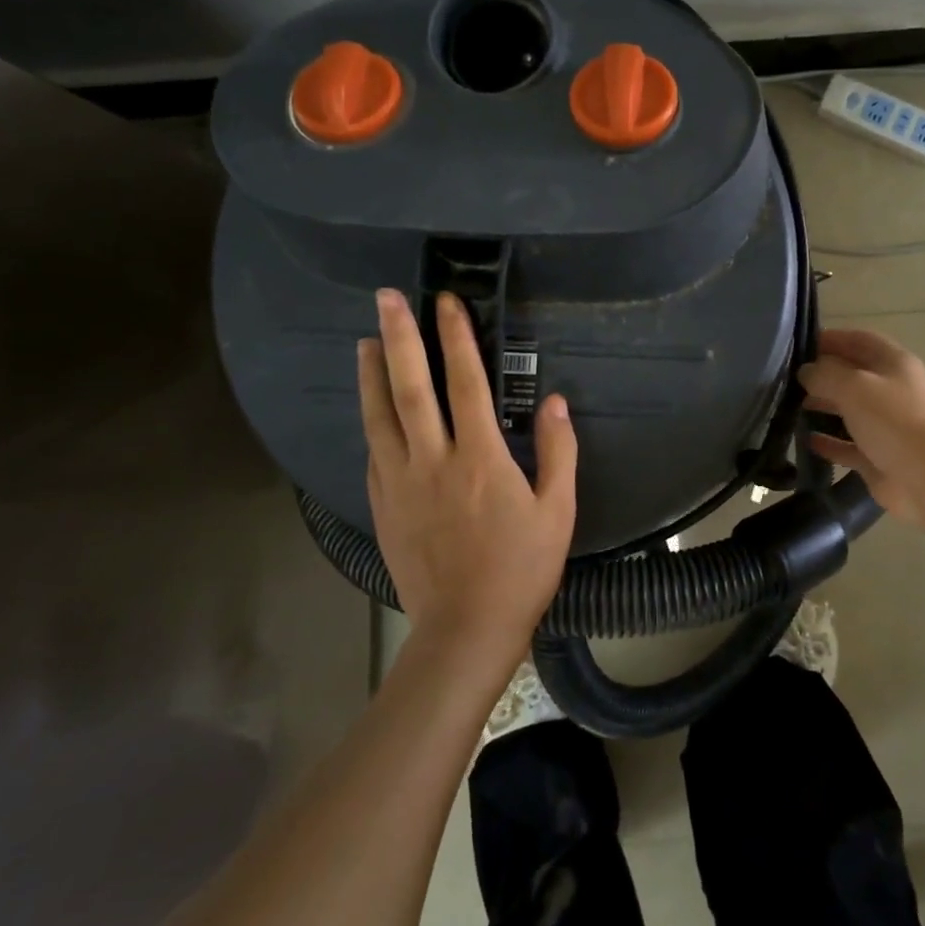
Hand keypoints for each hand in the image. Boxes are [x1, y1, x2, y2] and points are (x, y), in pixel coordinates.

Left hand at [357, 289, 576, 666]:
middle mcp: (433, 460)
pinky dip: (371, 419)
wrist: (466, 627)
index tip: (448, 303)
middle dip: (400, 337)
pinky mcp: (382, 505)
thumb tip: (555, 402)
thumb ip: (557, 451)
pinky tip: (371, 407)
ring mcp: (400, 482)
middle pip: (411, 387)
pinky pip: (374, 450)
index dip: (458, 338)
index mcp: (479, 457)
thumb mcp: (558, 509)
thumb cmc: (521, 568)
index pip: (467, 382)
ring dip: (373, 373)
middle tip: (386, 298)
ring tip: (366, 340)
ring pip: (380, 415)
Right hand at [798, 328, 924, 529]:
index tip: (798, 345)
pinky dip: (827, 441)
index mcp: (894, 364)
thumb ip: (825, 374)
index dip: (831, 338)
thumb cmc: (893, 422)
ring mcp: (884, 424)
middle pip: (851, 374)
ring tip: (788, 406)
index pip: (859, 340)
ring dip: (821, 406)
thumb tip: (805, 372)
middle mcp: (890, 390)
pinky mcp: (875, 455)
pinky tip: (804, 440)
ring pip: (847, 409)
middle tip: (786, 379)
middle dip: (821, 374)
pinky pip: (846, 443)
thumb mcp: (855, 387)